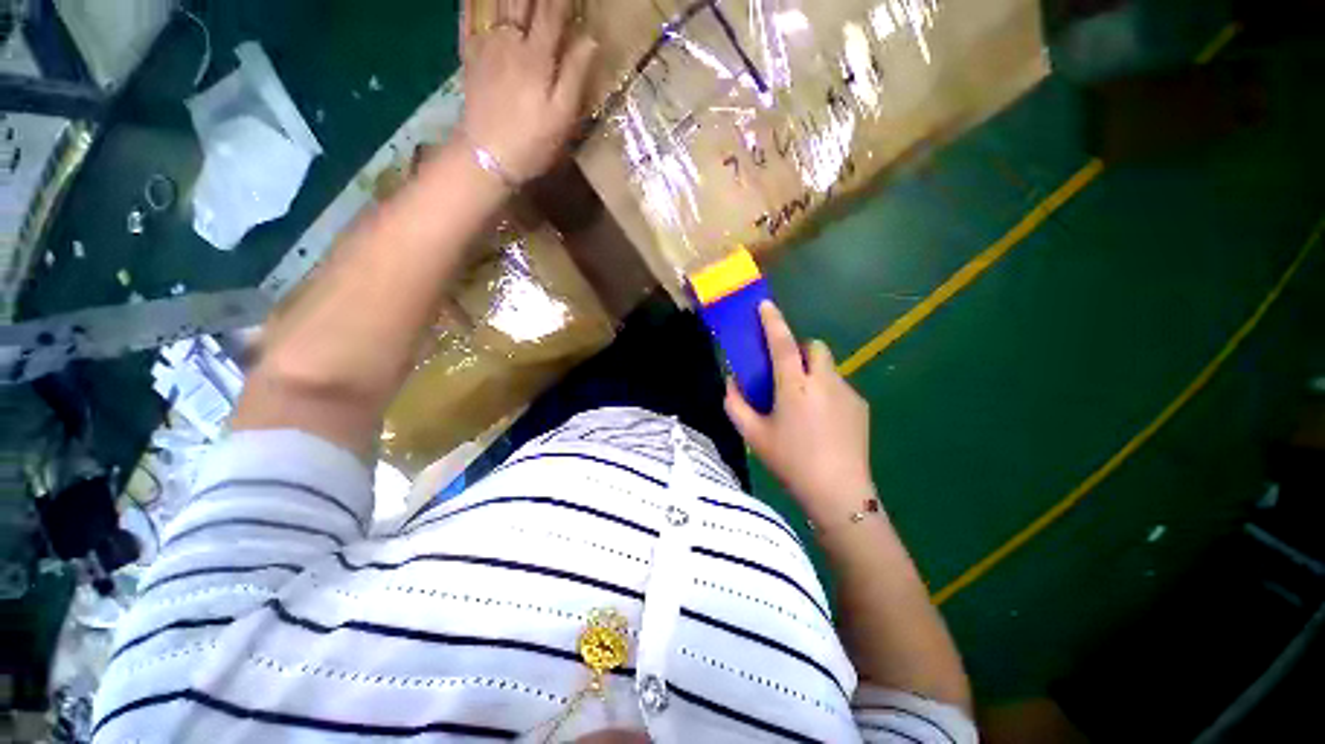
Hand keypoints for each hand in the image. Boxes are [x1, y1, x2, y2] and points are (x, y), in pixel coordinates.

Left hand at [458, 0, 596, 183]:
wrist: (486, 157)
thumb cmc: (532, 142)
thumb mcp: (562, 117)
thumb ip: (575, 75)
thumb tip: (591, 39)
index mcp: (537, 56)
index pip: (552, 13)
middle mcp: (510, 41)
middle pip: (522, 0)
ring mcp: (487, 45)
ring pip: (497, 3)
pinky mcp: (470, 55)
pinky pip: (471, 16)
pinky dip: (476, 3)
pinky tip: (482, 2)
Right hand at [724, 302, 876, 523]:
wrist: (838, 492)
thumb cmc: (790, 461)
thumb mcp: (753, 435)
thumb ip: (735, 404)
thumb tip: (731, 381)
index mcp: (793, 386)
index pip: (781, 344)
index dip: (772, 321)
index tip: (765, 305)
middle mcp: (823, 381)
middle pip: (814, 347)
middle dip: (799, 350)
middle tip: (787, 373)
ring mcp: (846, 392)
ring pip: (828, 367)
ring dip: (812, 373)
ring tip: (804, 403)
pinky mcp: (860, 406)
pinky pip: (839, 386)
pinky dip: (826, 391)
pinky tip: (823, 421)